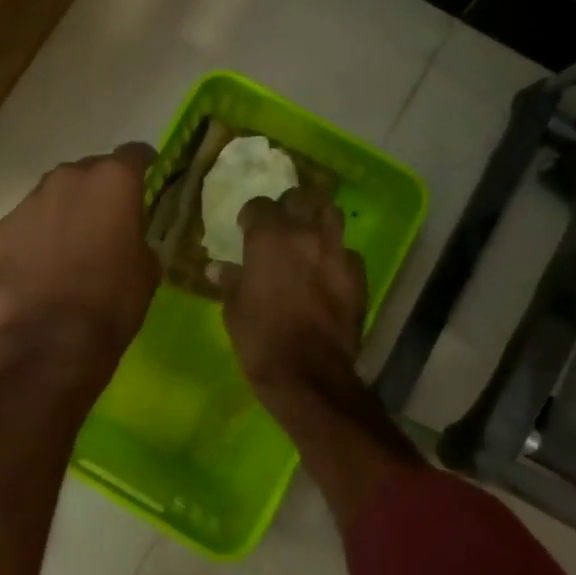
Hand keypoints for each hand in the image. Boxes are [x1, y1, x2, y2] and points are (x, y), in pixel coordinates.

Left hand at [0, 145, 159, 361]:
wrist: (52, 339)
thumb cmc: (113, 301)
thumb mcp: (147, 268)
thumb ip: (137, 235)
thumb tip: (126, 236)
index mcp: (114, 180)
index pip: (134, 154)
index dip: (143, 164)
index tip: (148, 174)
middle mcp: (70, 177)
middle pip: (89, 171)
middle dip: (99, 189)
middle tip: (107, 218)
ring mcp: (31, 200)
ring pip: (55, 194)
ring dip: (66, 209)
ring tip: (72, 242)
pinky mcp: (4, 227)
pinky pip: (29, 221)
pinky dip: (39, 234)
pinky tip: (43, 263)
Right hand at [220, 189, 366, 397]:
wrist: (310, 374)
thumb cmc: (261, 340)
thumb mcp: (234, 310)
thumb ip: (229, 281)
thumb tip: (217, 268)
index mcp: (269, 238)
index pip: (260, 205)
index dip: (252, 215)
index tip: (246, 229)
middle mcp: (305, 234)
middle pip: (300, 199)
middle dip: (289, 208)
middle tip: (280, 227)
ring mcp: (336, 252)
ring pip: (331, 215)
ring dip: (318, 221)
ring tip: (309, 238)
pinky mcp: (358, 275)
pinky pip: (348, 252)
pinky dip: (337, 256)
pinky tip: (329, 272)